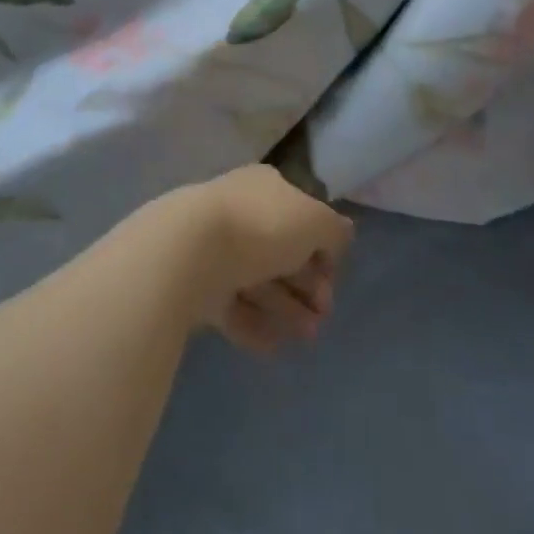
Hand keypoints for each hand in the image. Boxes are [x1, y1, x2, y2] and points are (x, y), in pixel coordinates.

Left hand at [170, 166, 353, 355]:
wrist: (189, 250)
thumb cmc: (261, 226)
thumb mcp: (313, 221)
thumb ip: (333, 229)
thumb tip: (344, 233)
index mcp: (266, 188)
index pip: (300, 216)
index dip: (321, 248)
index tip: (333, 279)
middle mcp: (240, 211)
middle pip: (280, 250)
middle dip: (306, 284)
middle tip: (323, 315)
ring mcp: (216, 247)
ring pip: (259, 280)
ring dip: (287, 309)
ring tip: (306, 337)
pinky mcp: (197, 283)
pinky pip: (233, 306)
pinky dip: (256, 324)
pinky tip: (274, 346)